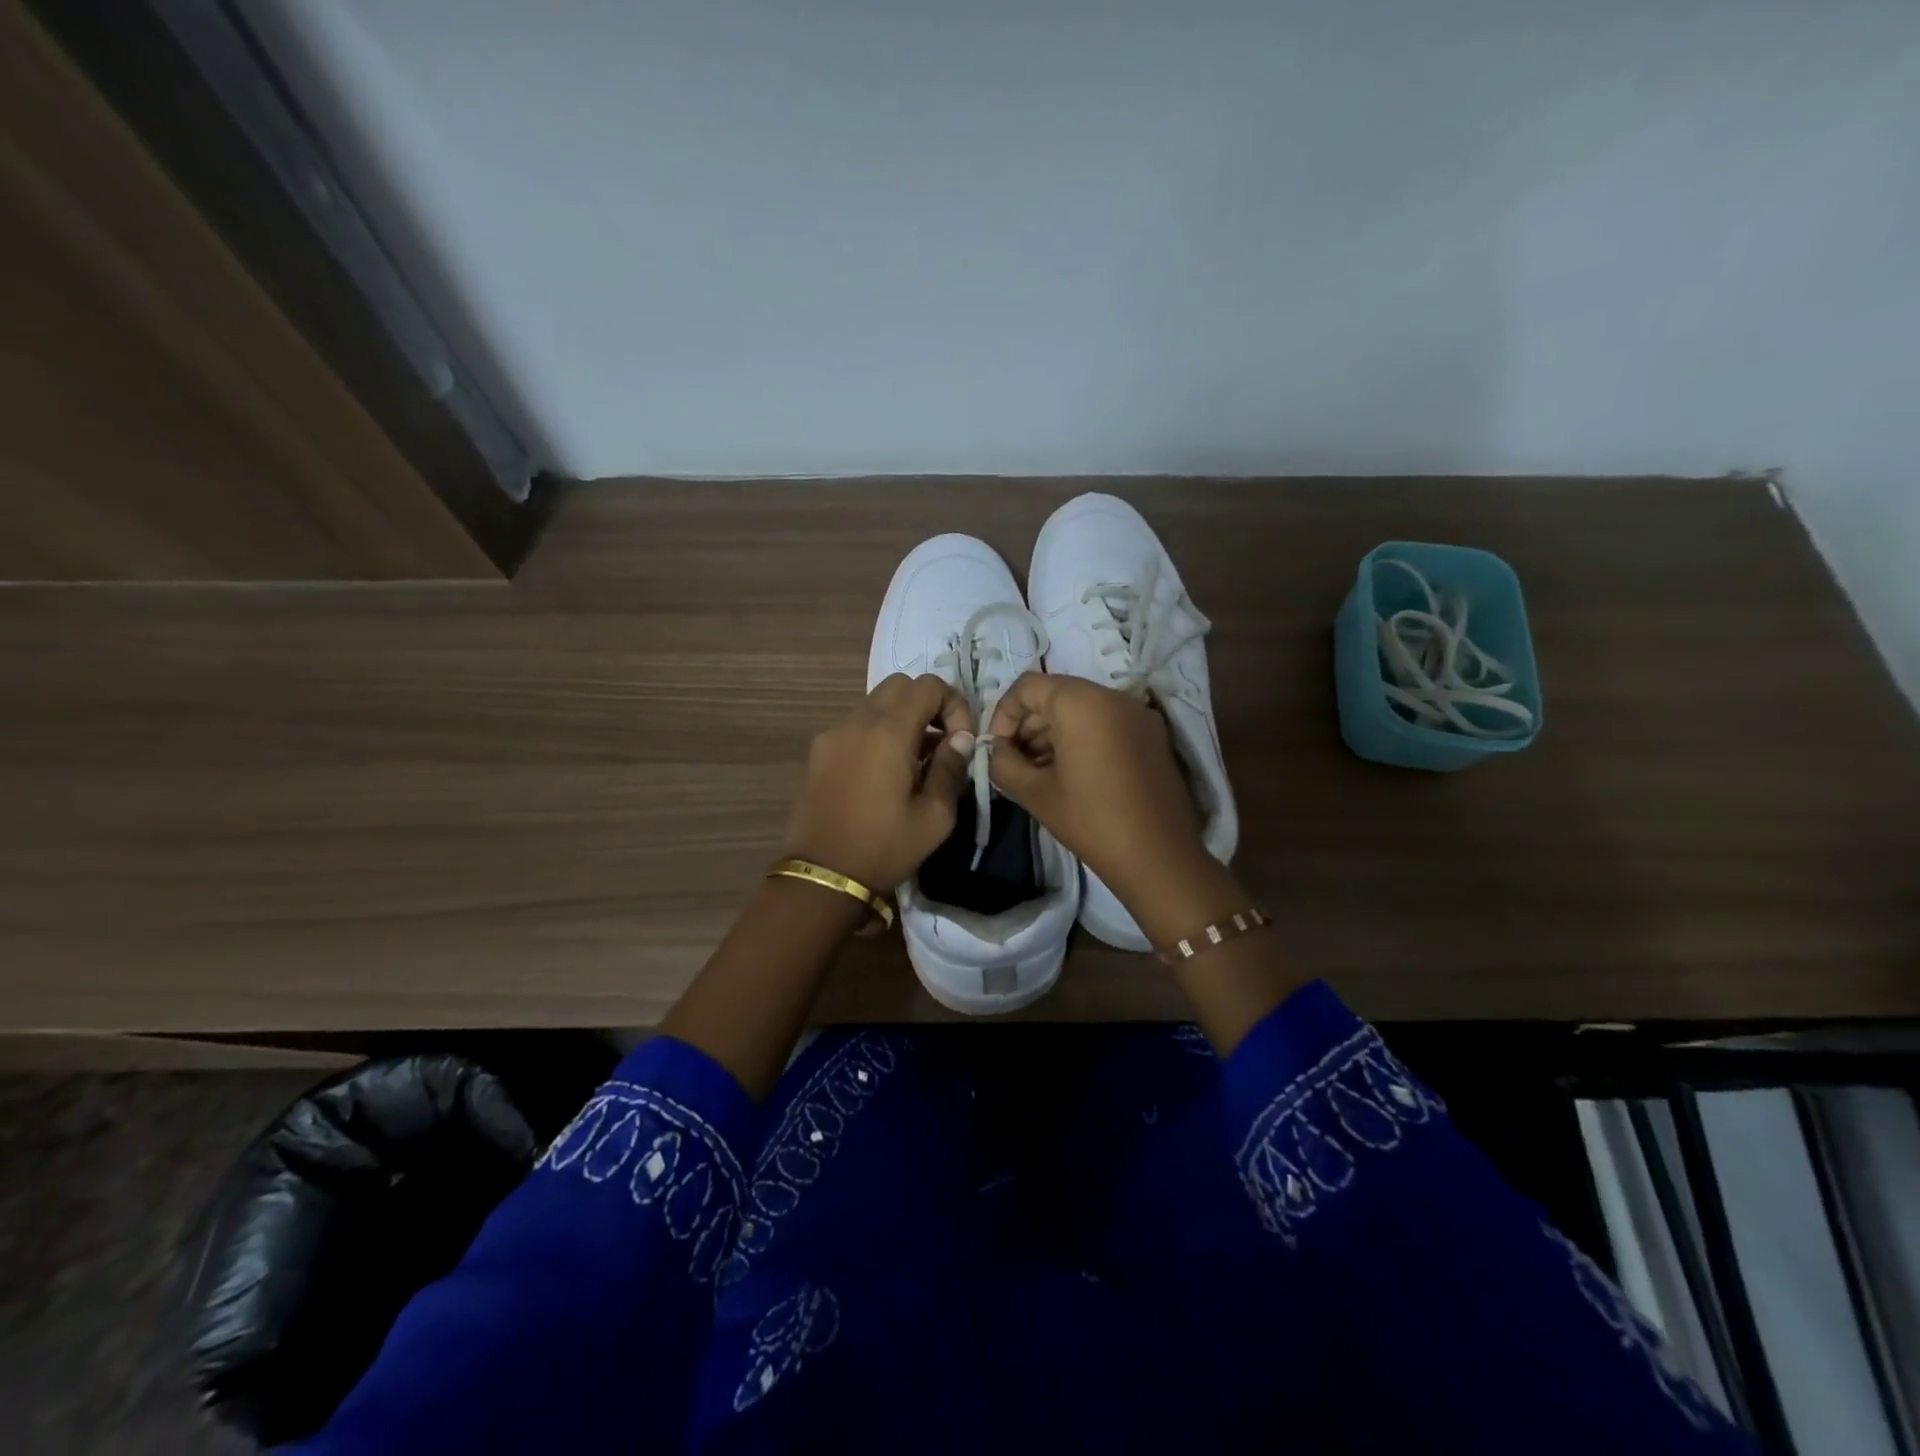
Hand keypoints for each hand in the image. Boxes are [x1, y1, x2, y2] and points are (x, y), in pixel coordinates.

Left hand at [784, 673, 975, 891]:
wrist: (822, 876)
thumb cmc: (885, 847)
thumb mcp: (935, 816)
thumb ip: (951, 768)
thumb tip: (960, 739)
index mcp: (888, 732)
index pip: (929, 686)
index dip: (954, 705)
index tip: (960, 741)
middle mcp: (856, 721)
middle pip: (899, 686)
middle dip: (927, 705)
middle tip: (941, 742)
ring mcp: (832, 734)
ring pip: (874, 704)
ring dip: (901, 719)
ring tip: (914, 761)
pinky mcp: (818, 752)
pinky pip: (855, 726)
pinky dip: (877, 733)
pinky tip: (883, 773)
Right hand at [987, 673, 1239, 936]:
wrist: (1160, 858)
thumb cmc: (1092, 822)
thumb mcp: (1035, 793)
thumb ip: (1003, 763)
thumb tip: (996, 751)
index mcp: (1082, 703)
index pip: (1028, 686)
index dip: (1003, 714)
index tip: (997, 749)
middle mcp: (1113, 697)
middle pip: (1056, 694)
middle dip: (1028, 724)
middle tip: (1014, 762)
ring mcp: (1138, 715)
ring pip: (1082, 708)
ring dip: (1054, 732)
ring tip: (1039, 772)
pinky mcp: (1153, 735)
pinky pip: (1106, 723)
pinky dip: (1082, 738)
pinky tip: (1071, 774)